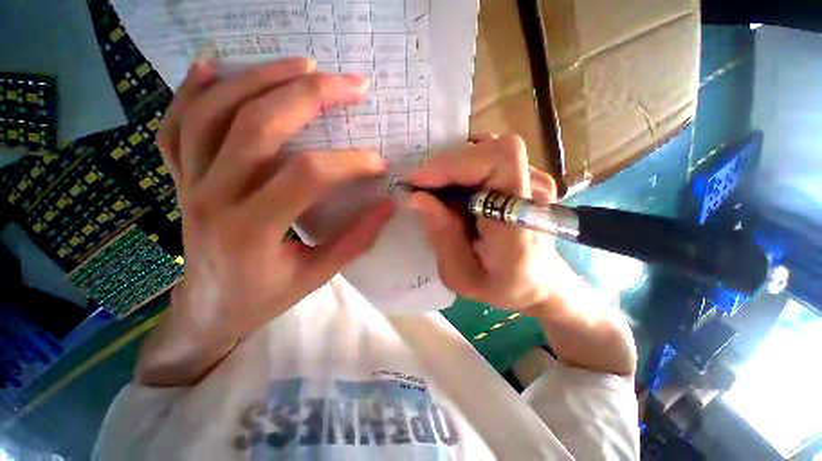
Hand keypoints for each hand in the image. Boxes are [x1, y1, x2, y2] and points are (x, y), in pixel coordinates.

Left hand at [158, 59, 394, 343]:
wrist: (207, 311)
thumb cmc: (263, 298)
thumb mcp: (316, 276)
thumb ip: (354, 240)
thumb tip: (388, 206)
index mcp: (252, 230)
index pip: (306, 177)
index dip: (349, 163)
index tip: (378, 163)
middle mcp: (212, 197)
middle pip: (256, 126)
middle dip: (309, 96)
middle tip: (348, 84)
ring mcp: (188, 183)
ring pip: (213, 113)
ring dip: (260, 79)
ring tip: (301, 65)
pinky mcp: (178, 179)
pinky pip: (175, 125)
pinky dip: (191, 90)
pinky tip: (212, 66)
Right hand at [407, 134, 560, 311]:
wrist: (538, 282)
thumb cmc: (501, 286)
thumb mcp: (462, 276)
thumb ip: (441, 237)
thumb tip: (415, 198)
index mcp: (520, 222)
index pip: (500, 161)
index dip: (455, 163)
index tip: (419, 182)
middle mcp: (534, 192)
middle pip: (490, 149)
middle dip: (446, 166)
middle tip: (421, 188)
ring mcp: (534, 179)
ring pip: (487, 148)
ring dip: (454, 166)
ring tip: (437, 191)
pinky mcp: (526, 175)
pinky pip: (489, 156)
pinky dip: (463, 166)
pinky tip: (455, 188)